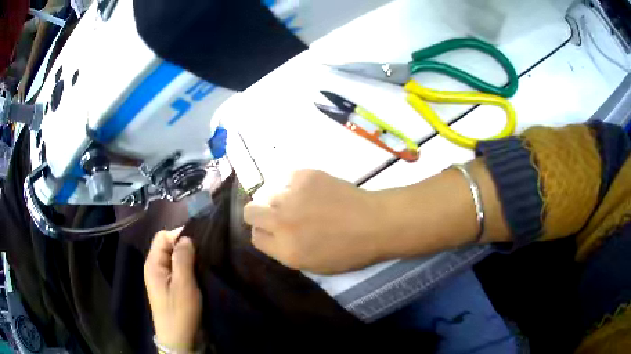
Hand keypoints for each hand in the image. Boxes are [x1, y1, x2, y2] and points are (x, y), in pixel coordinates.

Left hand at [144, 229, 201, 351]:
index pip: (163, 236)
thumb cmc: (179, 311)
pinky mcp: (171, 287)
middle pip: (168, 246)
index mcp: (153, 263)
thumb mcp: (183, 284)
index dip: (179, 235)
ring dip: (188, 259)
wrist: (179, 340)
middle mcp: (155, 267)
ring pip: (175, 258)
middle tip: (204, 254)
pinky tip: (200, 272)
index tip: (199, 242)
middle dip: (185, 247)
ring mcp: (162, 278)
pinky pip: (178, 270)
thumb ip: (182, 258)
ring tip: (204, 262)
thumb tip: (186, 237)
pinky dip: (188, 268)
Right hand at [243, 169, 387, 273]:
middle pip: (250, 212)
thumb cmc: (349, 251)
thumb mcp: (313, 265)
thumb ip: (285, 251)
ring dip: (281, 199)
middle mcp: (282, 222)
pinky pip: (287, 178)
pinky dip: (295, 185)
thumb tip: (271, 234)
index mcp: (285, 250)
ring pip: (269, 193)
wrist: (375, 223)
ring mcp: (292, 196)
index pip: (255, 238)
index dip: (264, 234)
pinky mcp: (304, 176)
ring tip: (302, 201)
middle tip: (279, 214)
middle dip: (260, 214)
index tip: (274, 231)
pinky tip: (313, 190)